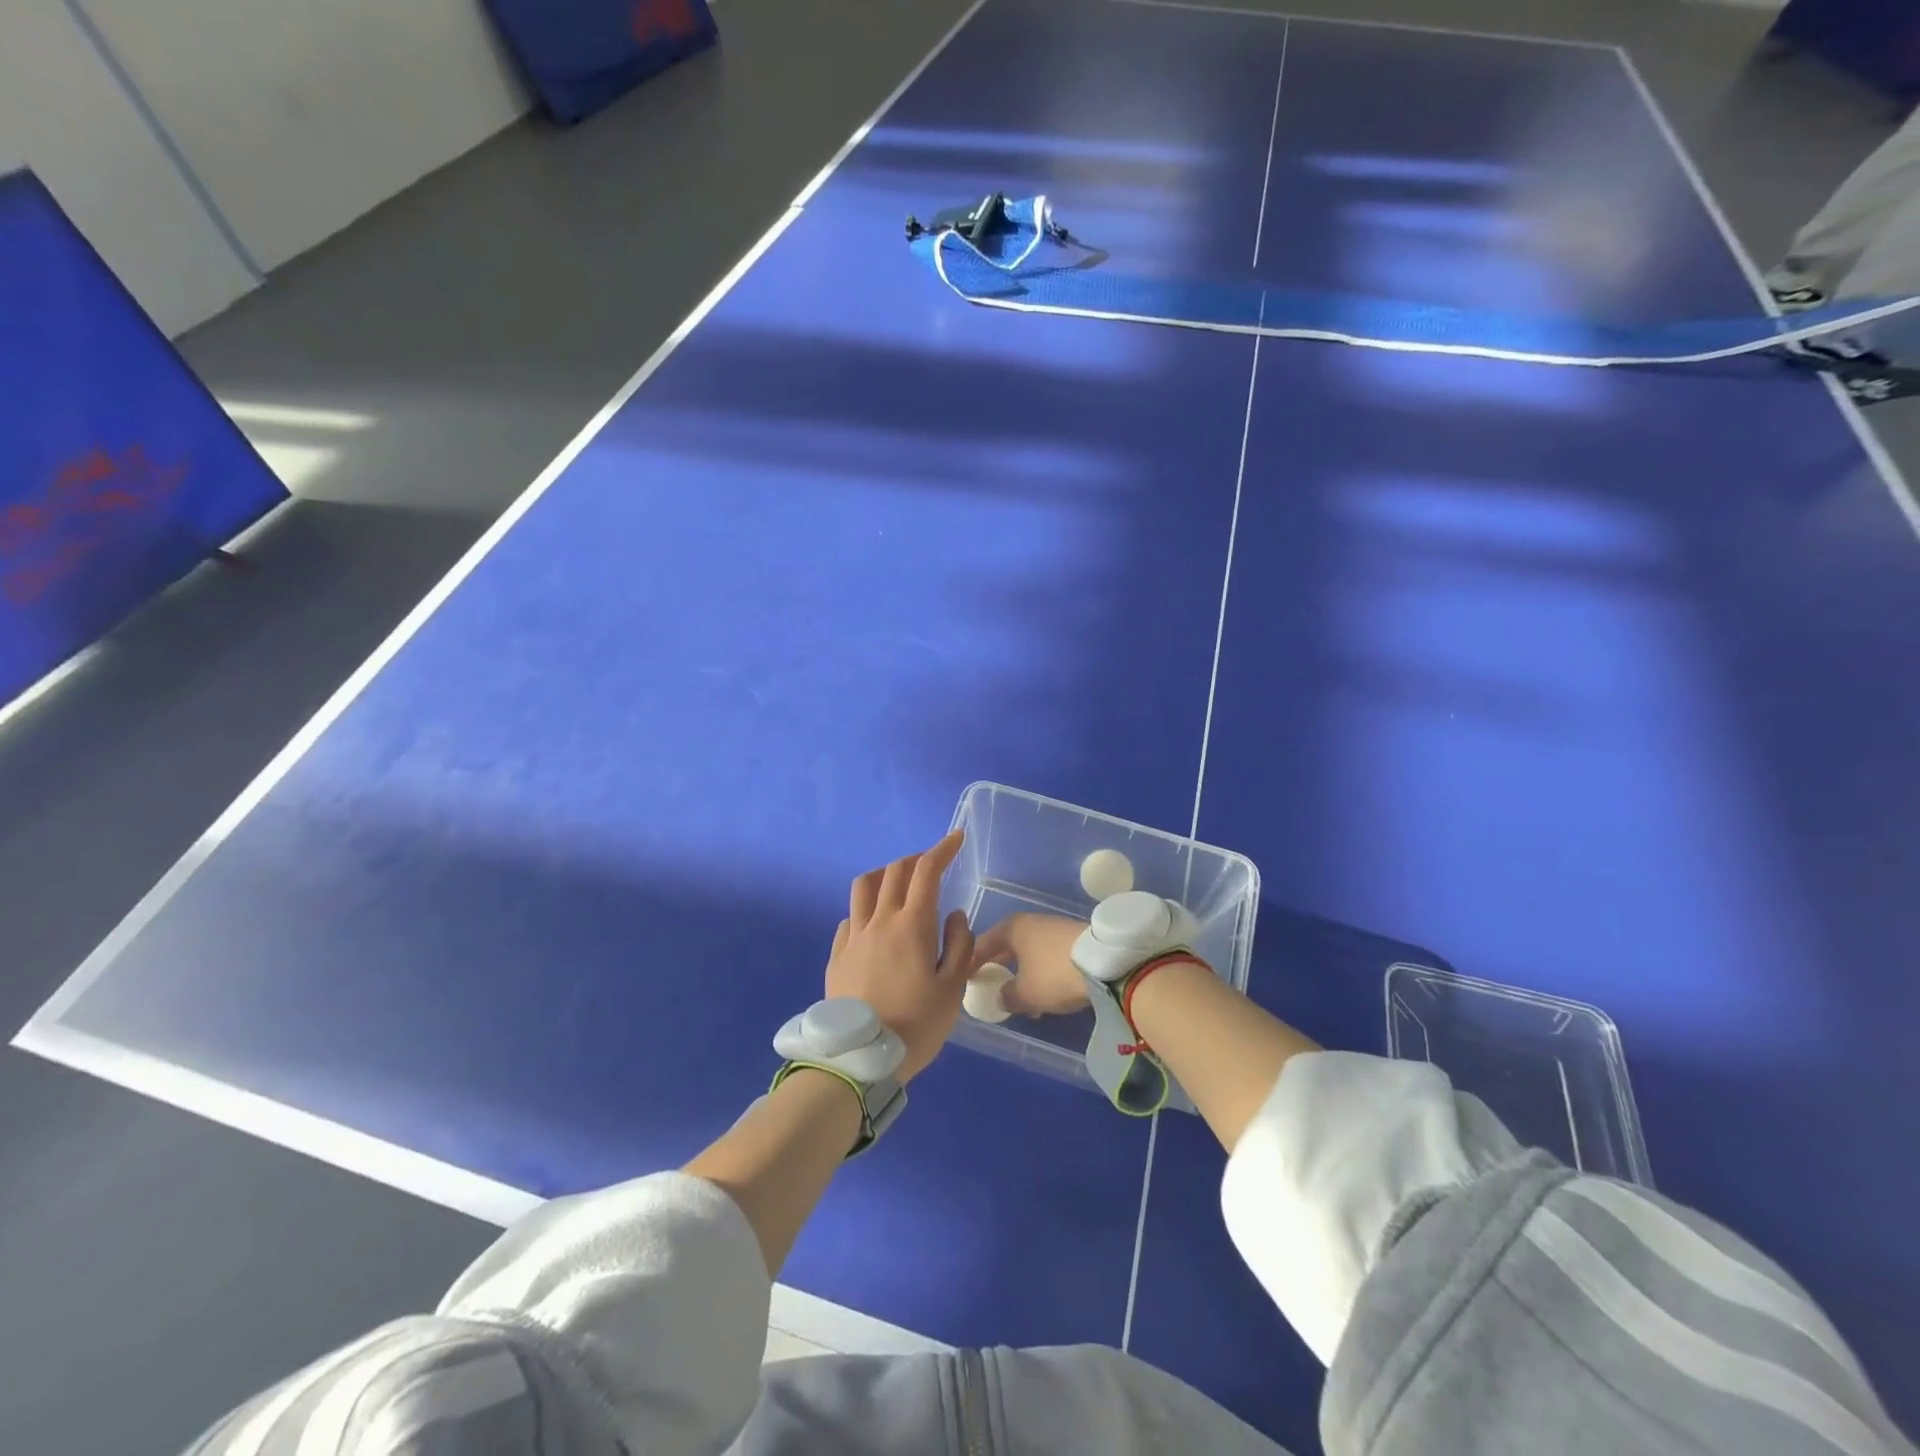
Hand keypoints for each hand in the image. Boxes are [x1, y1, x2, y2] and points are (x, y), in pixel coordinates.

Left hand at [826, 831, 974, 1081]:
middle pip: (894, 872)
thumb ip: (959, 945)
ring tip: (897, 885)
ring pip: (863, 887)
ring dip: (883, 875)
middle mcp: (879, 921)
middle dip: (915, 860)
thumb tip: (954, 916)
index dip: (942, 850)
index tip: (955, 838)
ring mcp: (853, 936)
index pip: (926, 872)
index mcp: (912, 925)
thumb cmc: (916, 1024)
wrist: (861, 1059)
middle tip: (931, 865)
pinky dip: (864, 909)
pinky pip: (849, 918)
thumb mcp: (953, 989)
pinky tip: (873, 924)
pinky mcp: (837, 955)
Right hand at [971, 912, 1089, 1016]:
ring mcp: (1054, 929)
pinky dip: (1042, 973)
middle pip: (1007, 946)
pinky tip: (1046, 994)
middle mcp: (1031, 922)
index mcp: (1012, 928)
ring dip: (1023, 973)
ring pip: (1030, 953)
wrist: (1104, 963)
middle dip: (999, 967)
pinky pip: (1048, 957)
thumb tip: (1001, 996)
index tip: (964, 978)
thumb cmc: (1053, 973)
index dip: (972, 962)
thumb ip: (1007, 996)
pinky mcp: (1074, 939)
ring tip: (1021, 998)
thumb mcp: (1025, 993)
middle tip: (991, 985)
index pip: (983, 944)